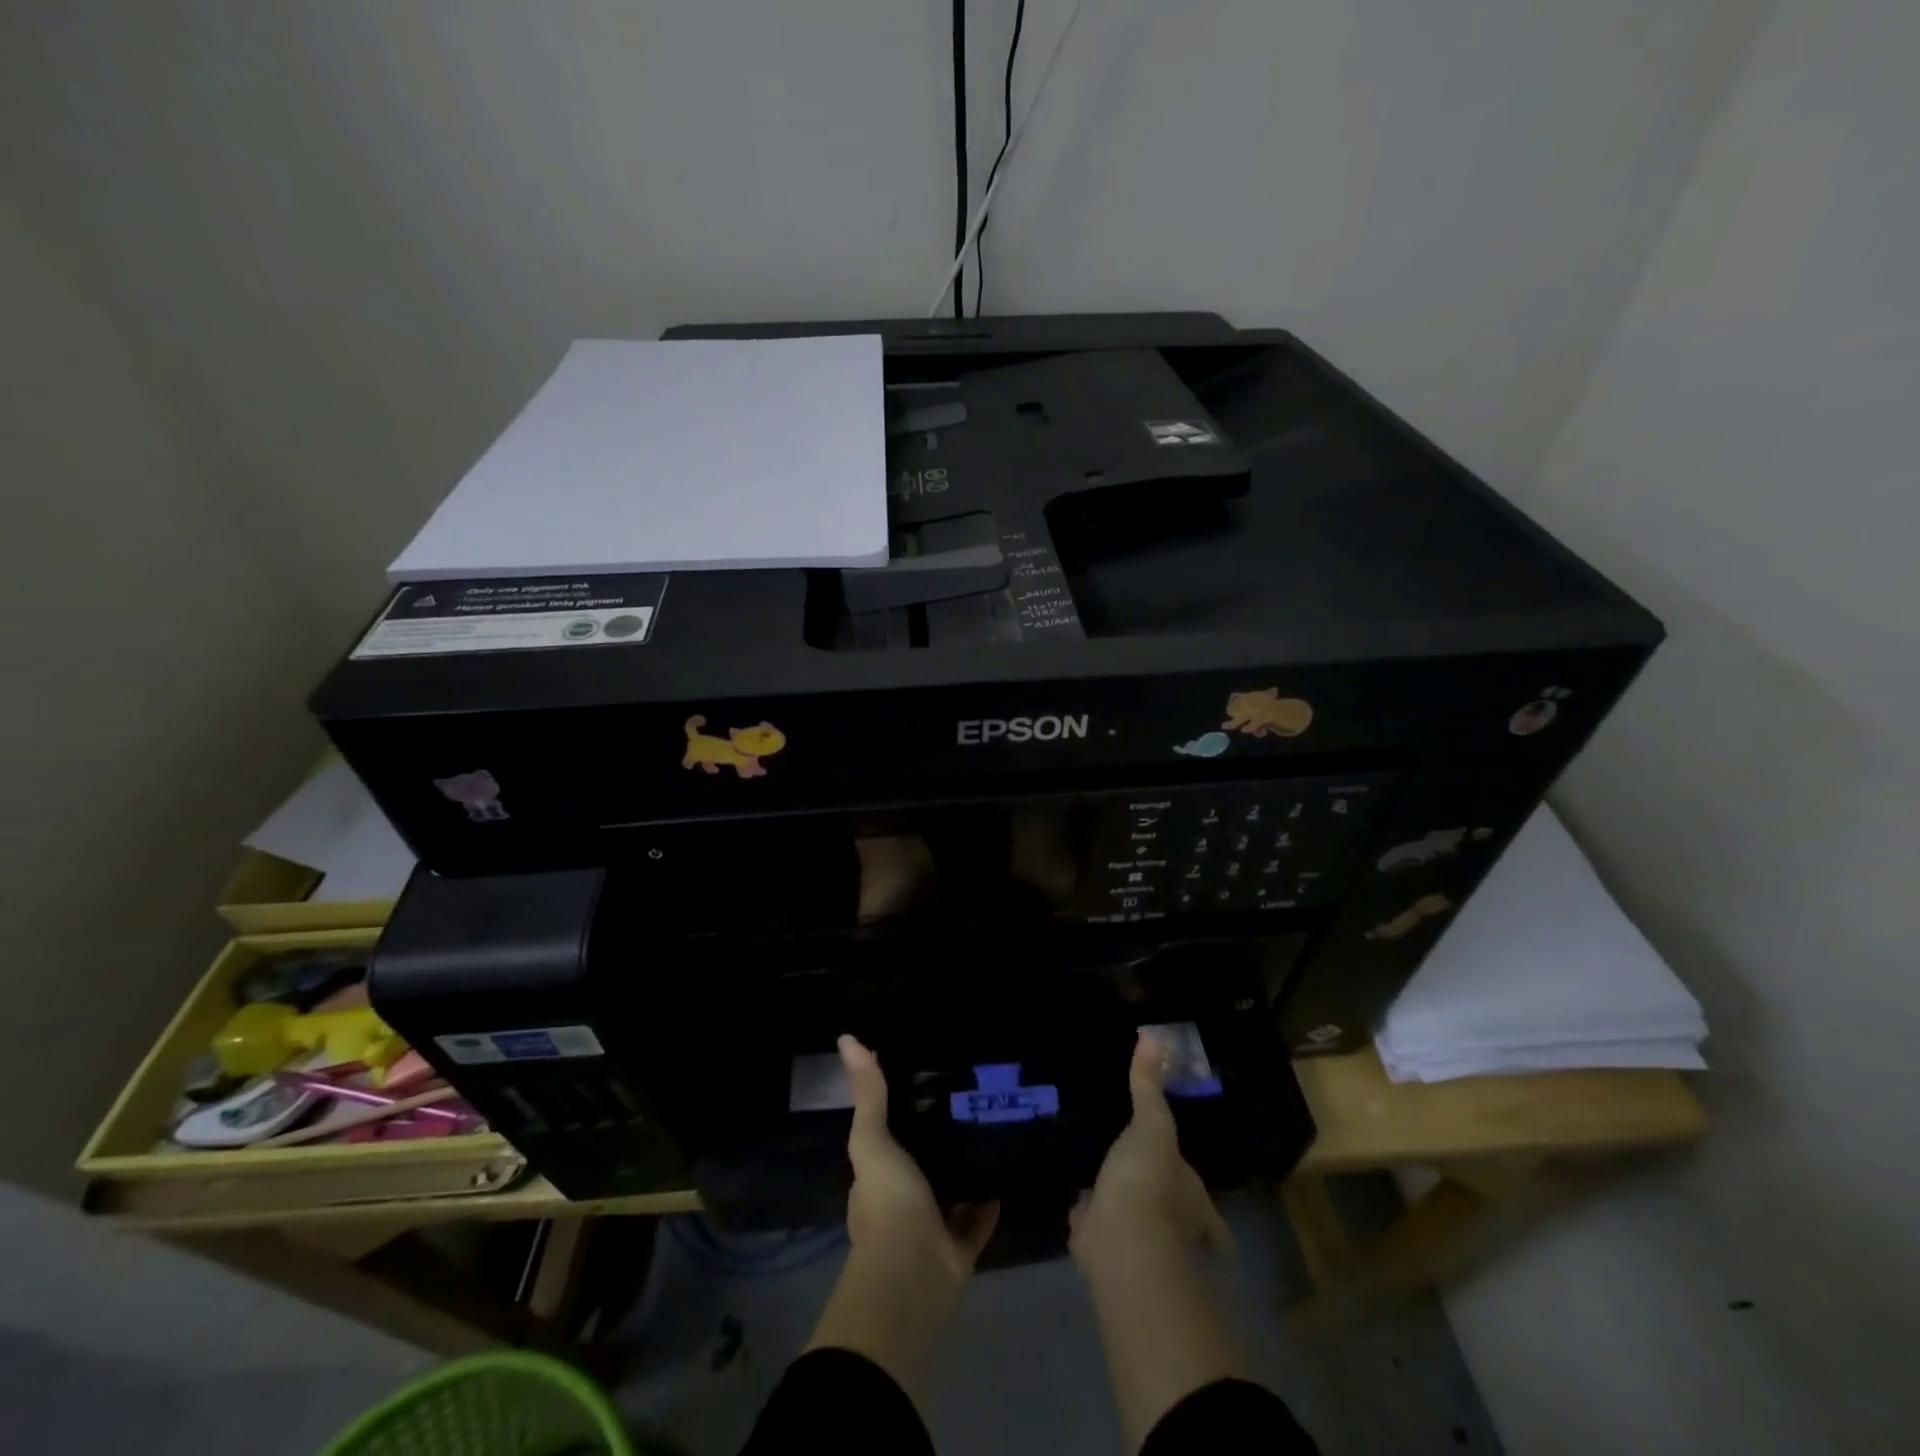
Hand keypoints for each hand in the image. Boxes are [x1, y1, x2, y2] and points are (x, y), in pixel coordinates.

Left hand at [804, 1035, 997, 1394]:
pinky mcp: (960, 1247)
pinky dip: (990, 1198)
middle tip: (967, 1095)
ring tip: (990, 1124)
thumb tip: (846, 1038)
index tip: (925, 1077)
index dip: (901, 1111)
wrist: (914, 1278)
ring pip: (951, 1189)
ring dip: (965, 1166)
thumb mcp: (874, 1141)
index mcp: (878, 1177)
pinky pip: (979, 1216)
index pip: (887, 1138)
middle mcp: (902, 1201)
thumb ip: (869, 1094)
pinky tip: (1006, 1167)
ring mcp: (931, 1226)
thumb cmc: (889, 1205)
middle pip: (922, 1161)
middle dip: (938, 1137)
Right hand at [1070, 1030, 1231, 1268]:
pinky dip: (1090, 1217)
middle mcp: (1171, 1229)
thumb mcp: (1152, 1125)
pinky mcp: (1100, 1247)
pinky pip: (1096, 1226)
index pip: (1209, 1218)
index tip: (1212, 1228)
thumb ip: (1149, 1086)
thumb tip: (1152, 1036)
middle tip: (1146, 1184)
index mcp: (1191, 1202)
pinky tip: (1078, 1200)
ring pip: (1132, 1222)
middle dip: (1159, 1206)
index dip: (1211, 1223)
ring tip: (1110, 1185)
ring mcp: (1135, 1242)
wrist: (1119, 1239)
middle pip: (1171, 1221)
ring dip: (1123, 1209)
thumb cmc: (1148, 1181)